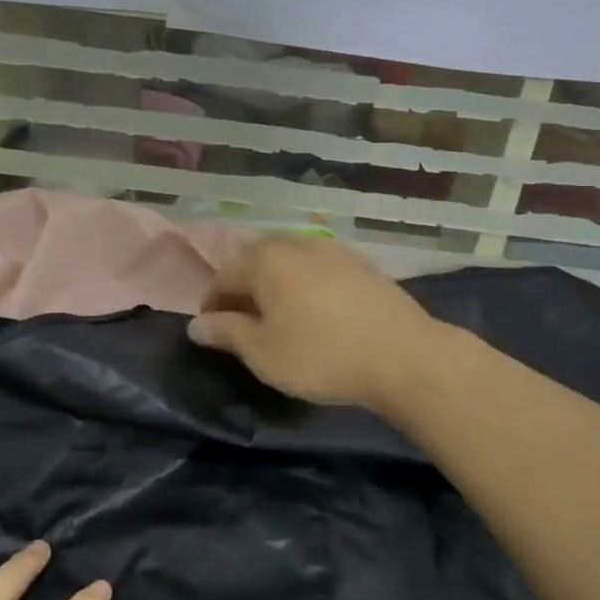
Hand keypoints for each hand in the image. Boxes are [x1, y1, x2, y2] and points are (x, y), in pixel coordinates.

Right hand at [187, 235, 443, 412]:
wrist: (404, 355)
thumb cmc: (321, 355)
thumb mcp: (263, 352)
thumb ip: (226, 333)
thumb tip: (196, 325)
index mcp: (265, 259)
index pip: (223, 276)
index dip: (213, 306)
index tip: (212, 333)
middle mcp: (296, 244)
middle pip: (257, 263)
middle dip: (244, 292)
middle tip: (244, 326)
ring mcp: (333, 250)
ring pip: (290, 265)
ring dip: (276, 288)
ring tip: (280, 321)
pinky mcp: (361, 264)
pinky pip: (319, 271)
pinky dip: (306, 288)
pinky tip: (316, 314)